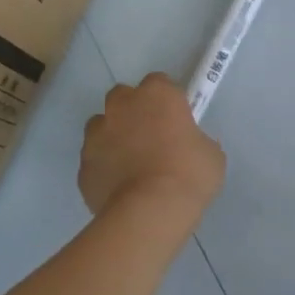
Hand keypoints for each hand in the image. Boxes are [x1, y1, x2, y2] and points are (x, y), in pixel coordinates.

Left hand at [79, 74, 225, 222]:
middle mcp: (122, 106)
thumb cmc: (189, 175)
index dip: (167, 100)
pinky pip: (95, 158)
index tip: (176, 119)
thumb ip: (197, 141)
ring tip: (132, 163)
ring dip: (114, 136)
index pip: (159, 82)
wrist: (149, 212)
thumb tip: (189, 146)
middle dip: (133, 111)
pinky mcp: (82, 164)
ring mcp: (96, 134)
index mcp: (157, 95)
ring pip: (101, 126)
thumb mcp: (211, 154)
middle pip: (123, 97)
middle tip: (151, 137)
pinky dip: (104, 166)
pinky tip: (120, 186)